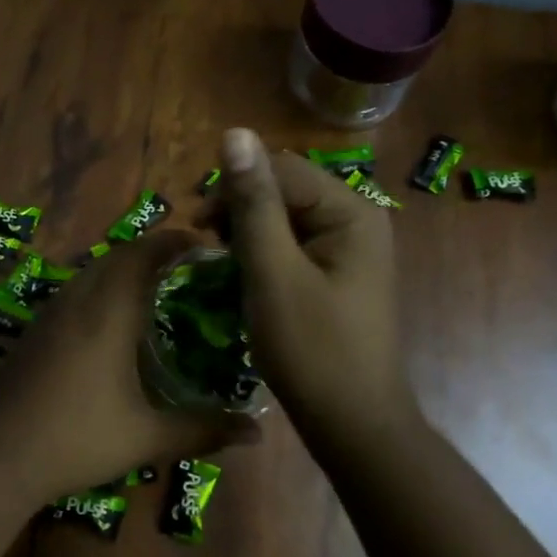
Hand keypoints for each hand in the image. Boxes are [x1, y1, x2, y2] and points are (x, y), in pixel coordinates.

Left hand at [0, 228, 256, 506]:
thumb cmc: (77, 440)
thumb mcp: (147, 439)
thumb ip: (203, 430)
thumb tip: (257, 432)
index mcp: (108, 314)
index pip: (143, 255)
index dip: (173, 242)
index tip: (202, 245)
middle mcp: (76, 302)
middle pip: (115, 256)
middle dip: (150, 252)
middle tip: (183, 268)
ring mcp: (47, 315)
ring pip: (89, 272)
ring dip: (120, 269)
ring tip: (150, 290)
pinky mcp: (30, 332)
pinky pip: (71, 293)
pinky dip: (96, 289)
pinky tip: (105, 323)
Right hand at [214, 128, 419, 448]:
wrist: (352, 424)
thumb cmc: (311, 349)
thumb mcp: (273, 272)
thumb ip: (253, 202)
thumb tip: (235, 132)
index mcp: (351, 211)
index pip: (281, 169)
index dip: (235, 189)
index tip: (199, 229)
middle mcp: (356, 220)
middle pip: (285, 190)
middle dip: (241, 212)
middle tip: (209, 251)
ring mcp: (349, 249)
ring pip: (285, 219)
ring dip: (248, 234)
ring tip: (224, 266)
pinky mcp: (337, 274)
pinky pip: (293, 246)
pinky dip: (264, 255)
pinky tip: (246, 278)